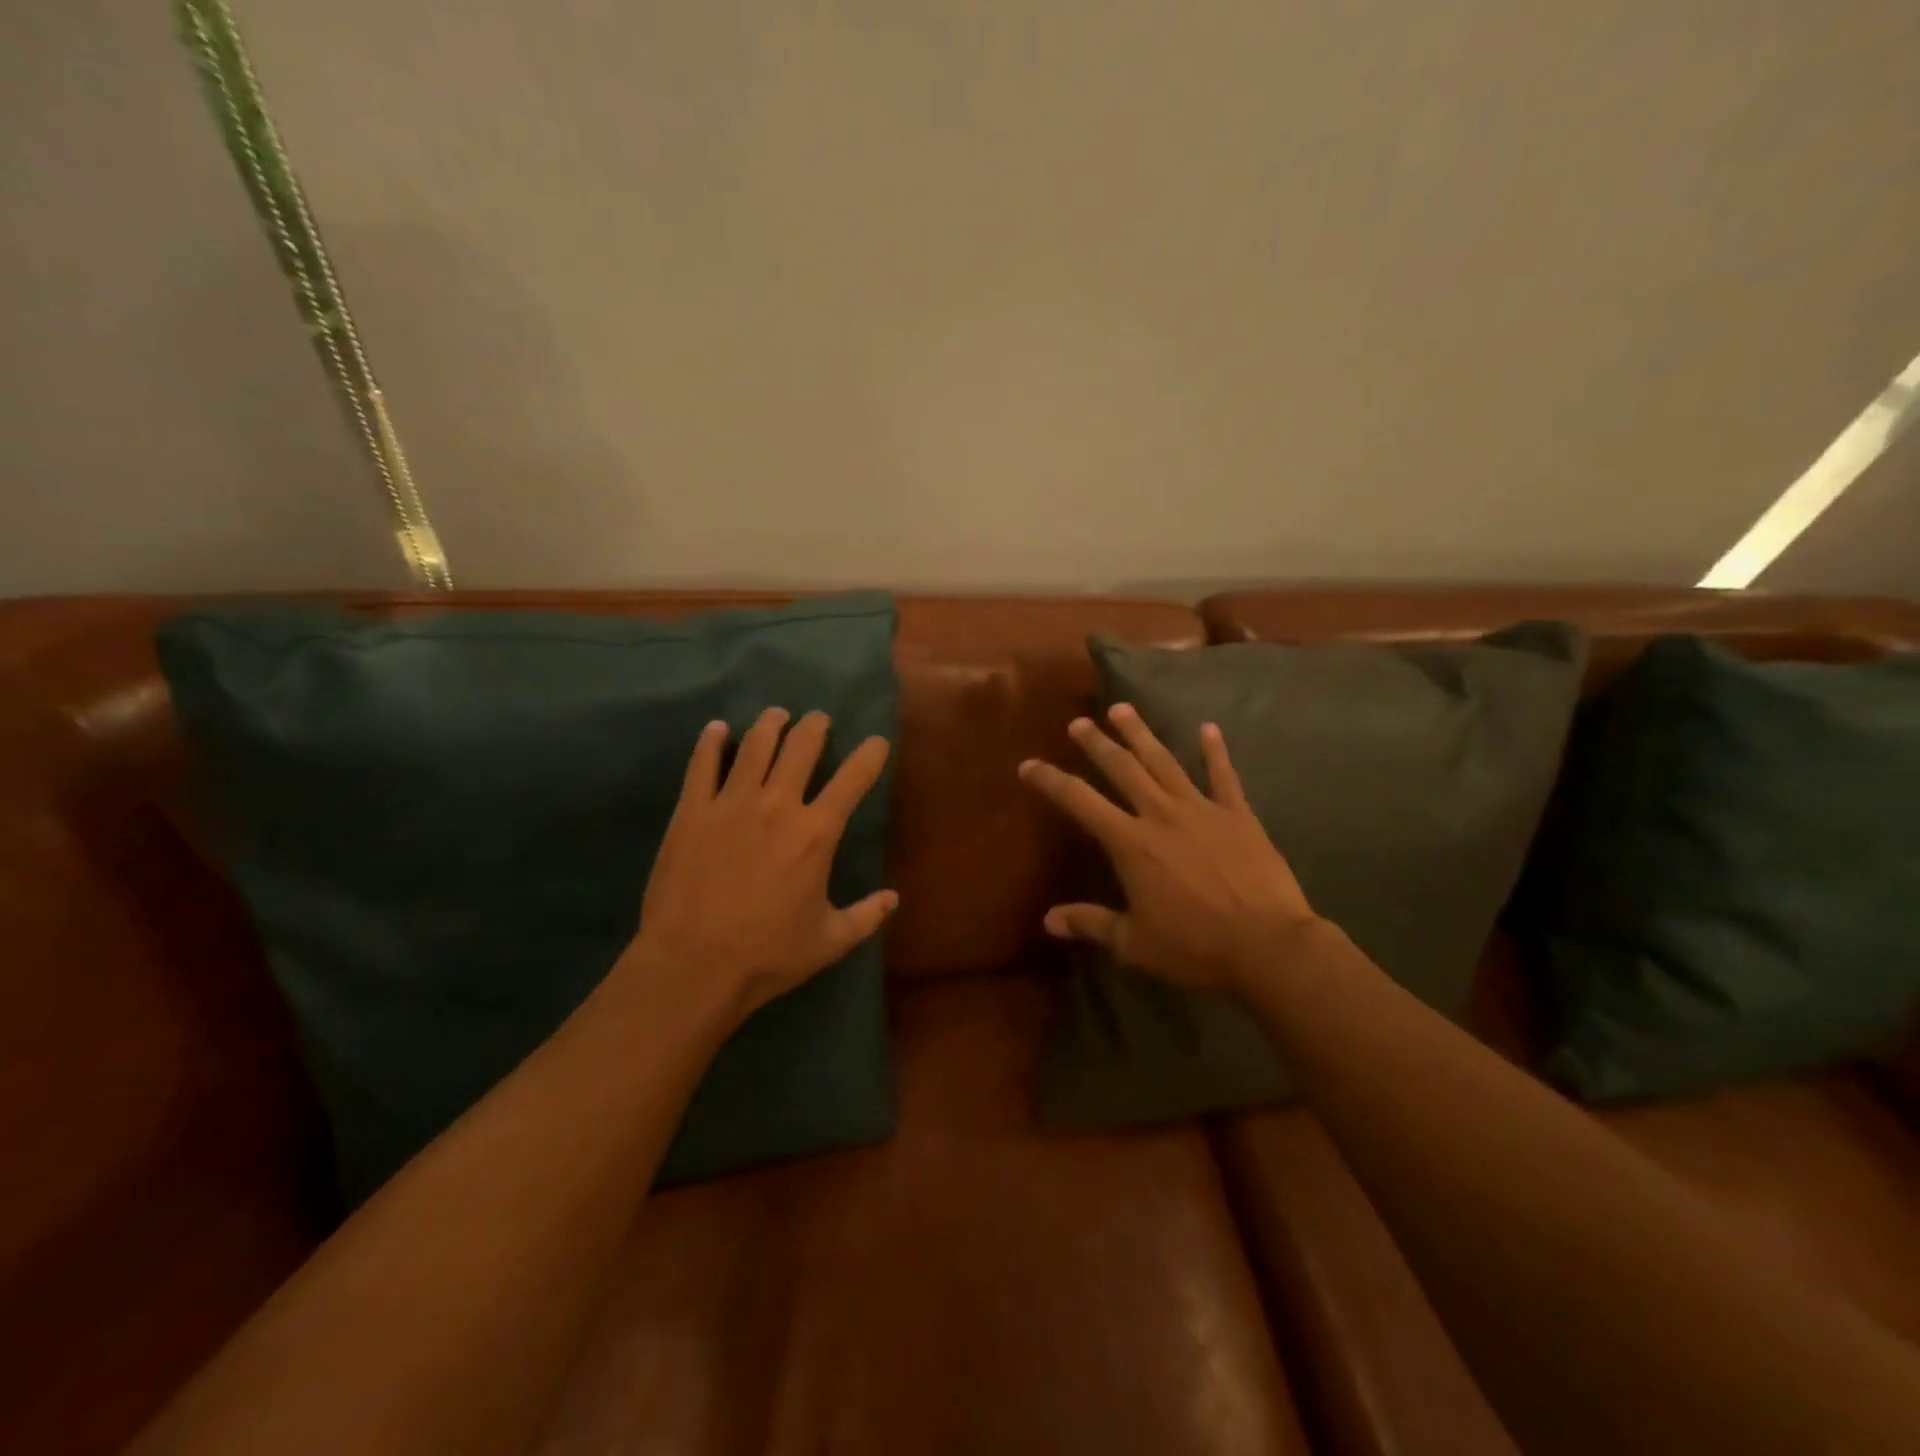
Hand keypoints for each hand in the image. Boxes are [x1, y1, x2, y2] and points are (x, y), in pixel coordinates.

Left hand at [622, 707, 896, 1021]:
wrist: (694, 965)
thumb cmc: (768, 955)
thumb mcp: (829, 941)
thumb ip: (866, 916)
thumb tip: (894, 899)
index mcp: (817, 833)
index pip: (854, 778)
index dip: (870, 754)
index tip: (876, 742)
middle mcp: (778, 805)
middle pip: (801, 747)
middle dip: (815, 726)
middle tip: (818, 719)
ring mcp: (731, 803)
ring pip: (755, 745)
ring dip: (770, 724)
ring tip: (776, 715)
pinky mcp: (692, 811)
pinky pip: (703, 764)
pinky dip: (712, 742)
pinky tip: (717, 729)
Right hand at [1018, 703, 1318, 995]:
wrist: (1267, 946)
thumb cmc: (1195, 947)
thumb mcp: (1134, 943)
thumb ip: (1091, 924)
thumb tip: (1048, 920)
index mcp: (1131, 843)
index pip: (1080, 802)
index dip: (1051, 781)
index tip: (1029, 764)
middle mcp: (1160, 815)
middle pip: (1123, 768)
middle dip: (1098, 743)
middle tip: (1079, 722)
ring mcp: (1202, 810)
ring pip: (1164, 762)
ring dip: (1141, 734)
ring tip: (1122, 709)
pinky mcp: (1238, 815)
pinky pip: (1224, 776)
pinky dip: (1215, 751)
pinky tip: (1208, 728)